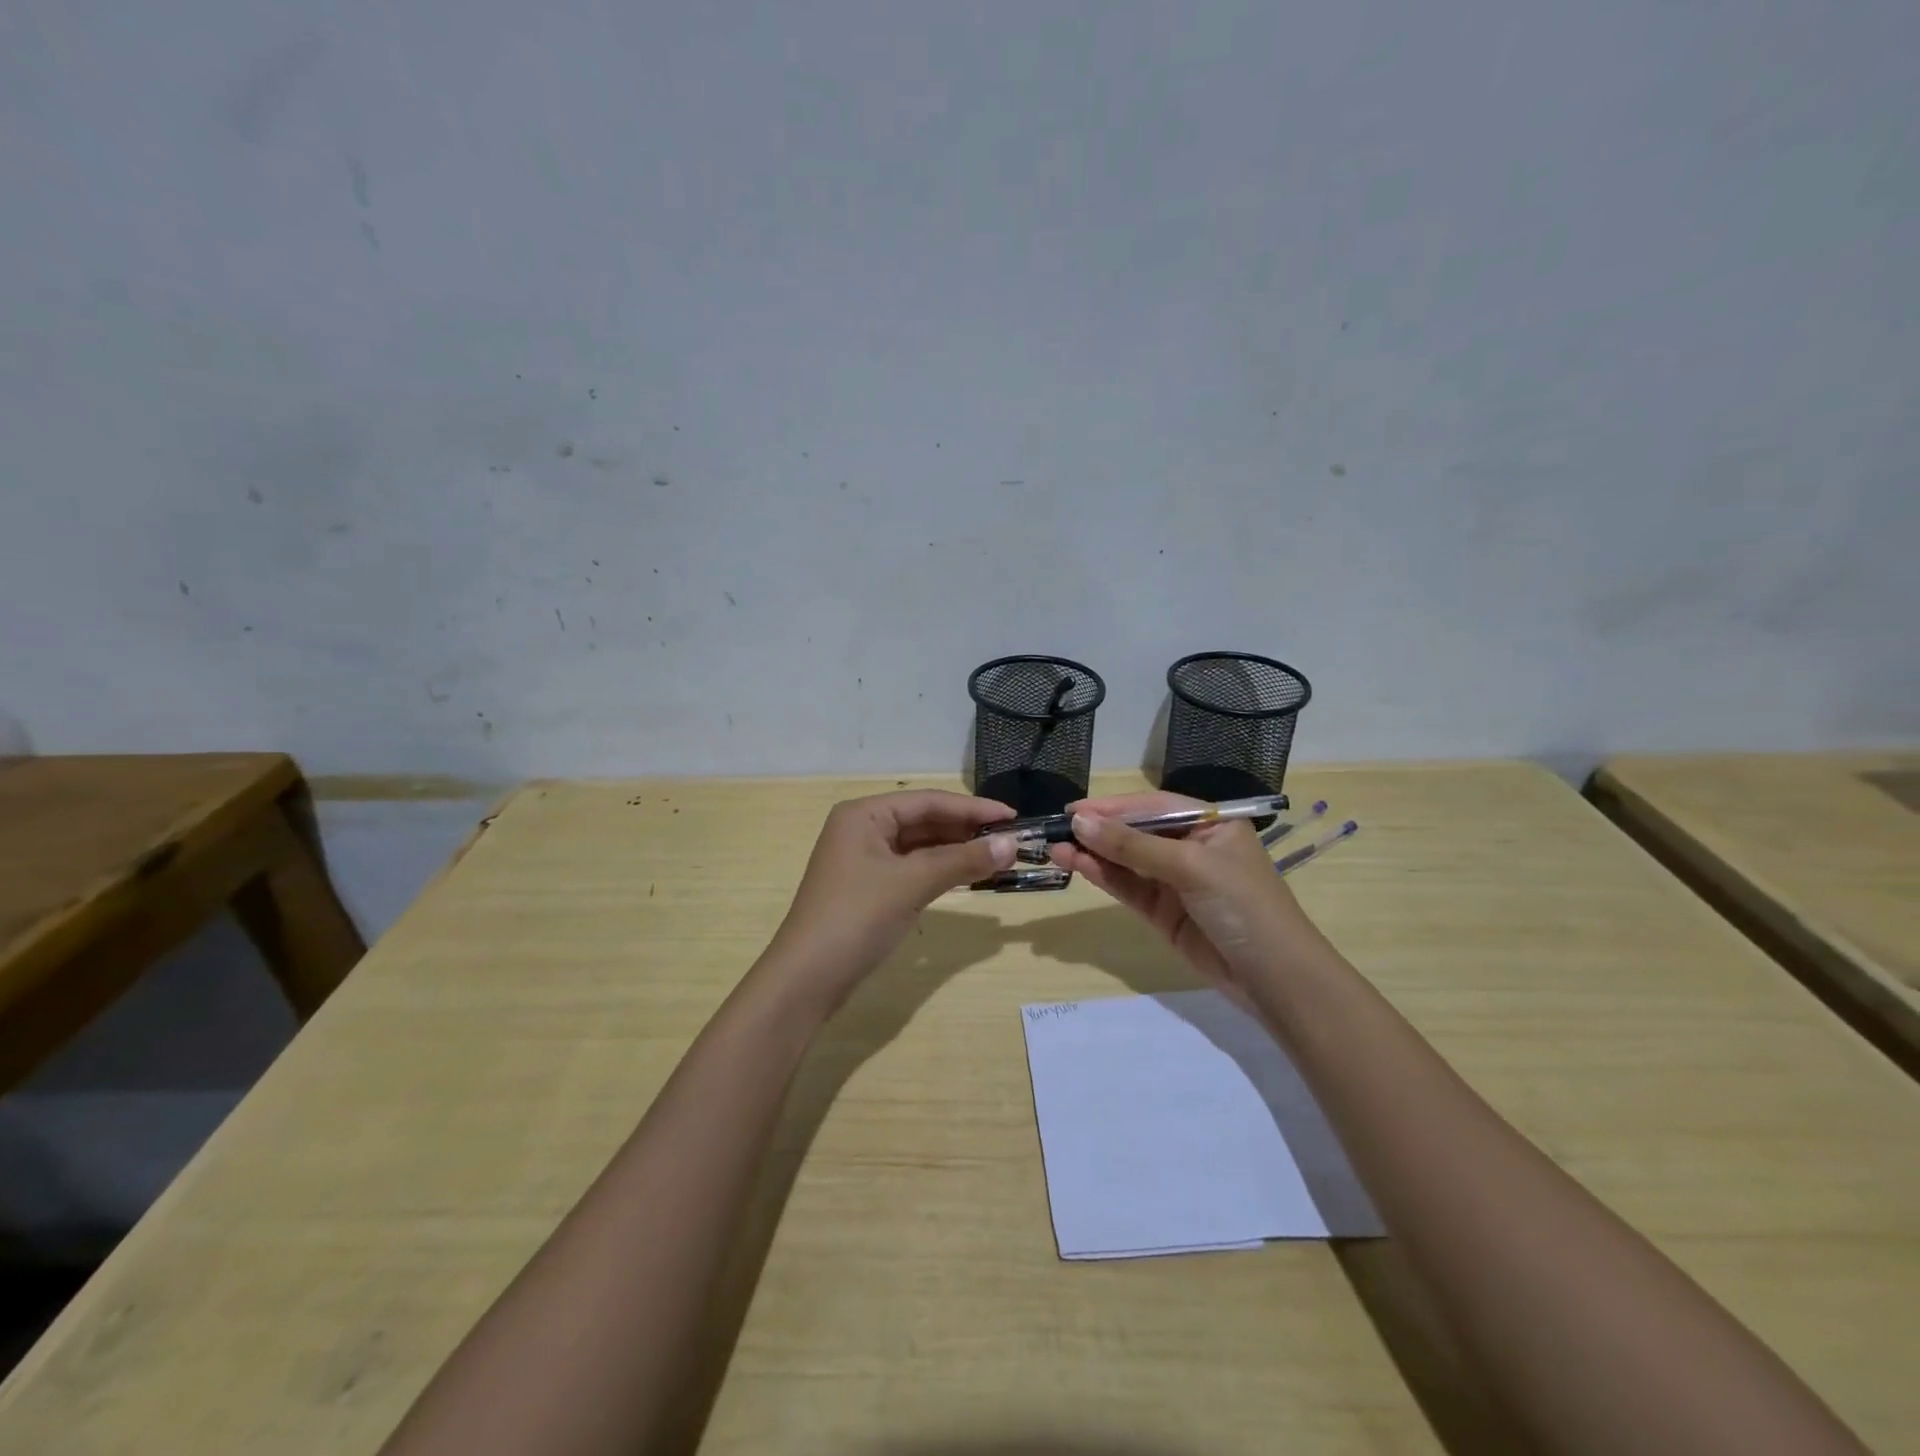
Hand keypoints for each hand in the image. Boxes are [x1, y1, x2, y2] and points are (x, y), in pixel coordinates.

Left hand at [761, 790, 1016, 1012]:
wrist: (807, 978)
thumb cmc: (856, 918)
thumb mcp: (912, 884)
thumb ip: (962, 861)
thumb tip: (1012, 845)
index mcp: (865, 814)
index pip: (929, 801)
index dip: (973, 808)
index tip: (1014, 818)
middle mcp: (862, 829)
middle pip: (924, 821)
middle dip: (966, 830)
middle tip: (1011, 841)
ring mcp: (864, 860)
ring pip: (920, 847)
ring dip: (956, 852)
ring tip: (998, 858)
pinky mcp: (869, 888)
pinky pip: (913, 869)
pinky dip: (940, 871)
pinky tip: (968, 876)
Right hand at [1049, 792, 1319, 1010]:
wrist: (1275, 981)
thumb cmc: (1243, 906)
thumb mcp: (1190, 867)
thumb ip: (1133, 846)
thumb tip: (1080, 822)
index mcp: (1211, 824)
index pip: (1153, 806)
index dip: (1113, 806)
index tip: (1072, 810)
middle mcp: (1191, 847)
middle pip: (1136, 832)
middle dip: (1098, 831)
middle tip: (1055, 830)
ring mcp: (1176, 882)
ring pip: (1126, 861)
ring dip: (1093, 854)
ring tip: (1055, 849)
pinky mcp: (1164, 912)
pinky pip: (1128, 888)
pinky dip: (1103, 877)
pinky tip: (1077, 866)